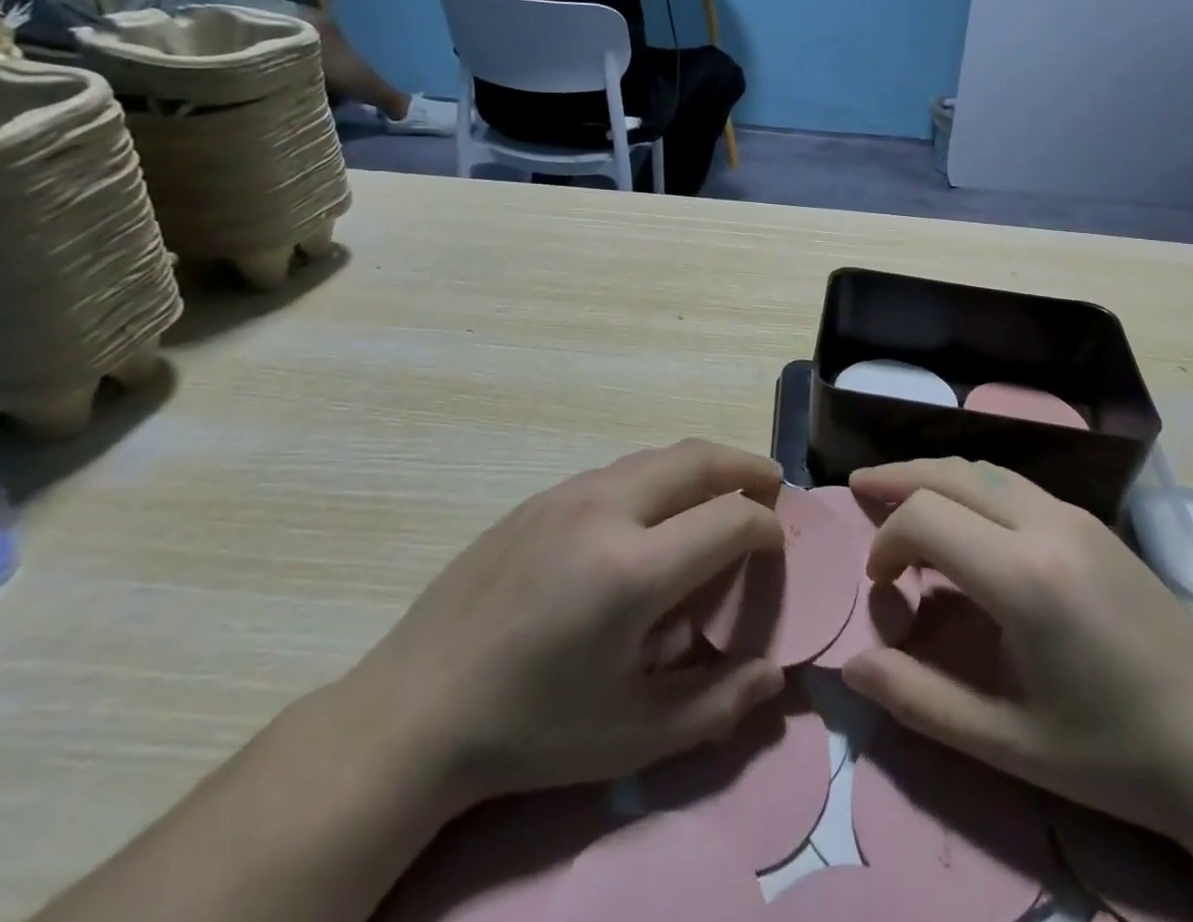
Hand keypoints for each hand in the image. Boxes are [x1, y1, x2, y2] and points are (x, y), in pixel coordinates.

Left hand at [342, 440, 786, 812]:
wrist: (416, 708)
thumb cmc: (532, 729)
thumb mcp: (631, 737)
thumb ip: (716, 705)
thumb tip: (773, 676)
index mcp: (633, 568)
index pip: (731, 517)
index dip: (767, 528)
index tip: (776, 549)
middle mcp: (606, 509)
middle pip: (698, 458)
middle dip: (746, 466)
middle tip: (771, 486)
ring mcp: (568, 493)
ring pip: (657, 456)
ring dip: (701, 466)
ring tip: (721, 492)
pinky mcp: (540, 496)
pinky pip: (619, 471)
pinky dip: (658, 477)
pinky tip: (653, 515)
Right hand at [841, 458, 1192, 835]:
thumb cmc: (1110, 753)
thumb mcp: (1004, 744)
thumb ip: (918, 699)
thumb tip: (852, 666)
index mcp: (1024, 575)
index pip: (926, 516)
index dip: (886, 539)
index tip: (880, 584)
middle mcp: (1047, 524)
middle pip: (951, 472)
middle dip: (898, 478)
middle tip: (860, 488)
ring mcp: (1075, 516)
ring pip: (984, 468)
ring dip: (935, 476)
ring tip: (899, 492)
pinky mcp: (1092, 521)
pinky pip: (1014, 484)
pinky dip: (971, 486)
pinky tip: (963, 517)